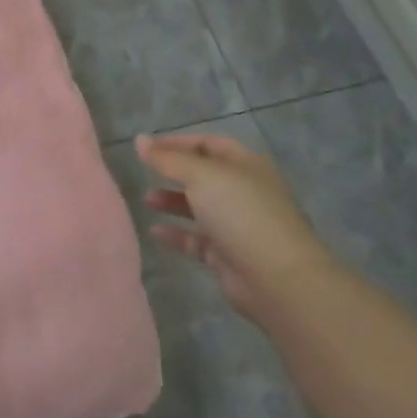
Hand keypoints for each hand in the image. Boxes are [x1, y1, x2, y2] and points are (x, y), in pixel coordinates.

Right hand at [136, 133, 334, 315]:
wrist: (277, 278)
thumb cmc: (241, 213)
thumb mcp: (201, 176)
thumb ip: (167, 159)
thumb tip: (139, 139)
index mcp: (245, 165)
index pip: (209, 144)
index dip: (178, 142)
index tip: (147, 147)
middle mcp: (243, 191)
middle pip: (204, 175)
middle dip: (174, 172)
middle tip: (144, 171)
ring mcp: (237, 224)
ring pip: (200, 207)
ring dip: (173, 201)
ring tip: (146, 199)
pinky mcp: (228, 254)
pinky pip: (197, 239)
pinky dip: (177, 233)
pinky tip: (155, 231)